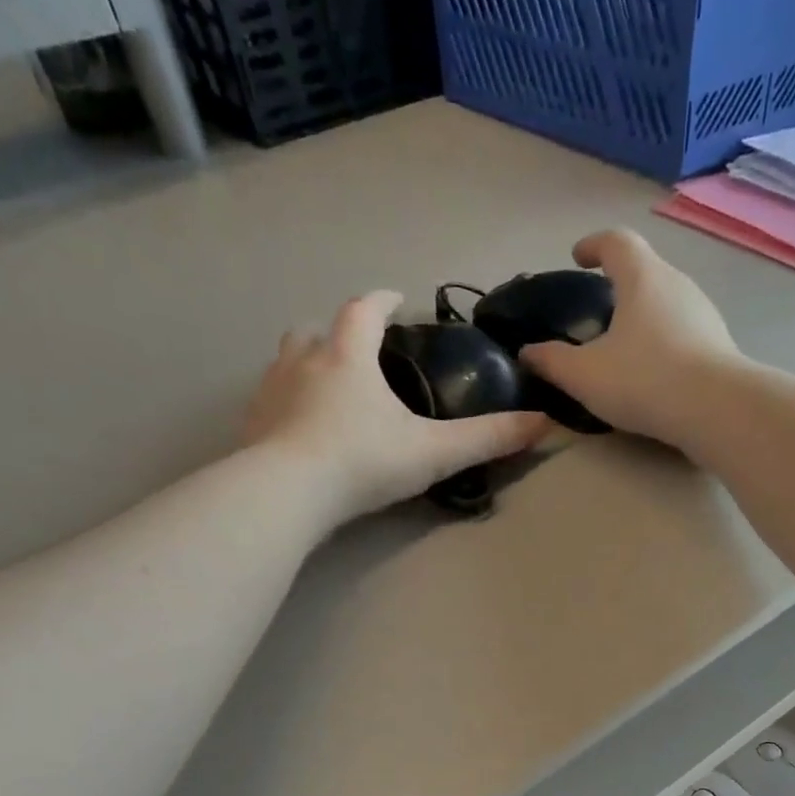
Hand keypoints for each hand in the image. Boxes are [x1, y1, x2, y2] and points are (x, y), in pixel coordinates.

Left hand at [242, 291, 545, 523]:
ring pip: (287, 362)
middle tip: (357, 352)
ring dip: (307, 365)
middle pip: (316, 330)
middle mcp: (304, 362)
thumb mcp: (434, 452)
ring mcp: (270, 392)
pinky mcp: (250, 425)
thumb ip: (487, 438)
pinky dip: (286, 405)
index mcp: (348, 356)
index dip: (383, 302)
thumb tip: (544, 423)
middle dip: (338, 333)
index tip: (396, 302)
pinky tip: (298, 431)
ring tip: (327, 389)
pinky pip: (269, 402)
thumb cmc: (363, 462)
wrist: (287, 493)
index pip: (365, 310)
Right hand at [519, 229, 740, 444]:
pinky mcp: (719, 344)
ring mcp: (703, 313)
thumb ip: (552, 362)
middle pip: (645, 269)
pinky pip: (683, 331)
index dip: (593, 245)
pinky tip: (654, 371)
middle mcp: (677, 283)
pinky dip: (664, 340)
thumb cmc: (644, 379)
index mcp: (642, 277)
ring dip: (645, 314)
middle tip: (599, 308)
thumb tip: (527, 353)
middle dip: (621, 283)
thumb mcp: (584, 375)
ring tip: (625, 344)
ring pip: (667, 301)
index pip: (616, 241)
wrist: (716, 409)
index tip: (578, 257)